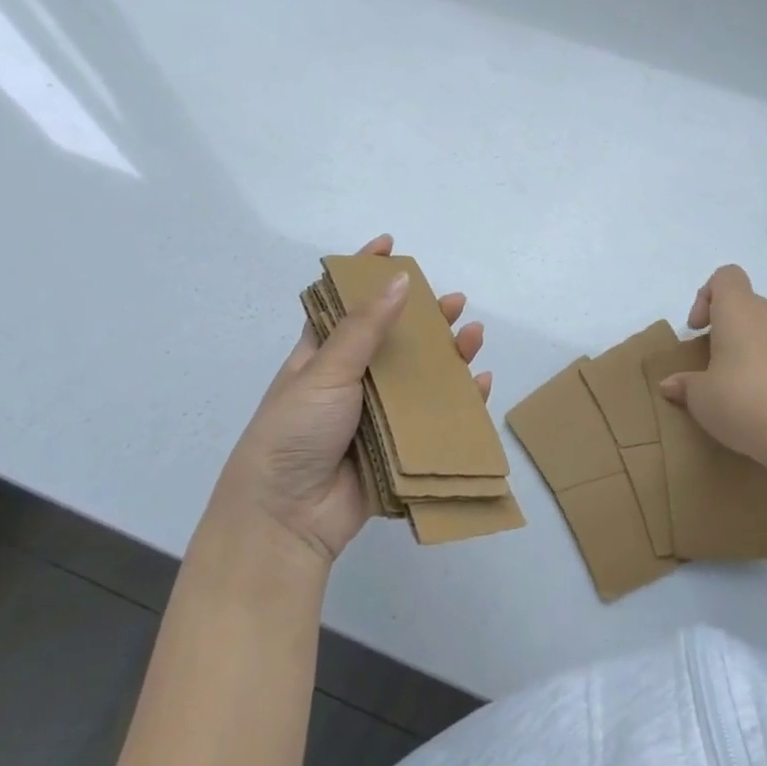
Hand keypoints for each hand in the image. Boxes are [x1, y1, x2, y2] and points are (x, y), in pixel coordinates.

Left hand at [211, 235, 490, 563]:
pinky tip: (480, 384)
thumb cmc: (293, 433)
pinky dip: (460, 402)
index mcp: (321, 357)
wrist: (285, 520)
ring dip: (448, 356)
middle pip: (394, 339)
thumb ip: (365, 328)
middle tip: (455, 301)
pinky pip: (434, 419)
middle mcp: (350, 381)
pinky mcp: (396, 448)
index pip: (346, 304)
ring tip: (473, 335)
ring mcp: (375, 415)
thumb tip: (398, 280)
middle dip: (424, 317)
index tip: (390, 245)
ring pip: (419, 377)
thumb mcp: (324, 372)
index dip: (365, 273)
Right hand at [658, 264, 766, 476]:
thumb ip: (684, 385)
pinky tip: (759, 400)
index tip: (698, 330)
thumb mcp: (700, 397)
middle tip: (711, 361)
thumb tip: (671, 384)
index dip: (706, 296)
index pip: (725, 277)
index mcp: (738, 309)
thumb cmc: (742, 400)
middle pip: (744, 304)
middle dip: (725, 327)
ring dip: (747, 347)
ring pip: (764, 328)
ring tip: (734, 384)